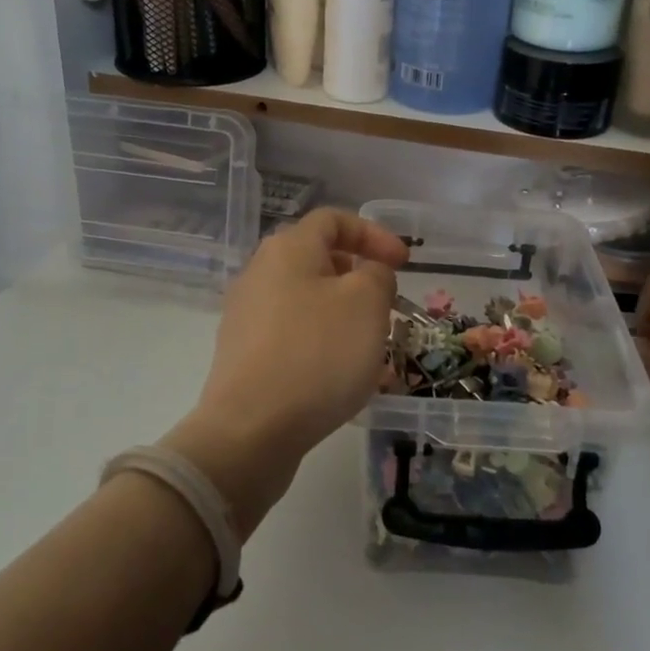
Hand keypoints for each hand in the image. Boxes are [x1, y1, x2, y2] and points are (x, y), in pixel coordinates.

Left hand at [167, 209, 407, 529]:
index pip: (333, 220)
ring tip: (372, 349)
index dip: (373, 234)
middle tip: (386, 307)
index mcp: (288, 250)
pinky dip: (323, 345)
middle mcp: (260, 274)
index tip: (404, 264)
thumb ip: (377, 274)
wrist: (251, 431)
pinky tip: (343, 378)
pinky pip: (294, 336)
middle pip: (318, 261)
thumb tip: (367, 274)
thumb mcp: (367, 303)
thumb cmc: (317, 354)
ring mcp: (248, 317)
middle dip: (360, 279)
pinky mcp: (245, 355)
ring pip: (309, 302)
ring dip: (345, 316)